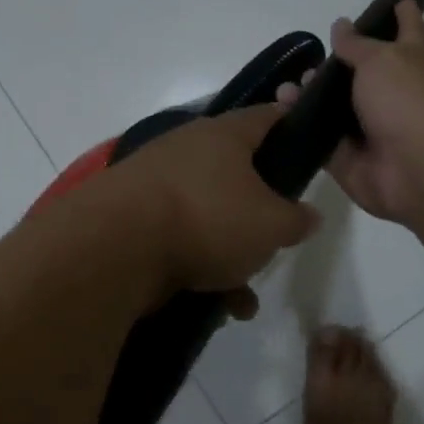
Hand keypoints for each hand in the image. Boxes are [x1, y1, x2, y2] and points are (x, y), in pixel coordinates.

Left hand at [104, 105, 318, 308]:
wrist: (115, 246)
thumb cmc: (208, 219)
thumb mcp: (271, 225)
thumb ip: (297, 220)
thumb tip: (308, 215)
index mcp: (223, 135)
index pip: (266, 117)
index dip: (290, 126)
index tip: (307, 144)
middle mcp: (186, 149)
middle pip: (235, 174)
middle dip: (257, 214)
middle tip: (275, 240)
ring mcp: (154, 183)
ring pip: (207, 215)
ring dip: (229, 256)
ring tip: (243, 296)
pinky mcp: (131, 217)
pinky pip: (177, 238)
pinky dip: (197, 268)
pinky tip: (215, 306)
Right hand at [277, 0, 423, 231]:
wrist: (418, 171)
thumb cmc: (408, 102)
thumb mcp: (381, 60)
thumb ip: (357, 45)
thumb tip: (341, 25)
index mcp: (412, 63)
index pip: (408, 30)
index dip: (402, 14)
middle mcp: (393, 94)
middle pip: (362, 73)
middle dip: (337, 64)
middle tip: (308, 58)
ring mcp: (370, 129)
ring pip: (335, 107)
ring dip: (310, 95)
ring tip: (287, 87)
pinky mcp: (347, 158)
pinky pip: (319, 138)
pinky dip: (300, 125)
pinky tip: (280, 110)